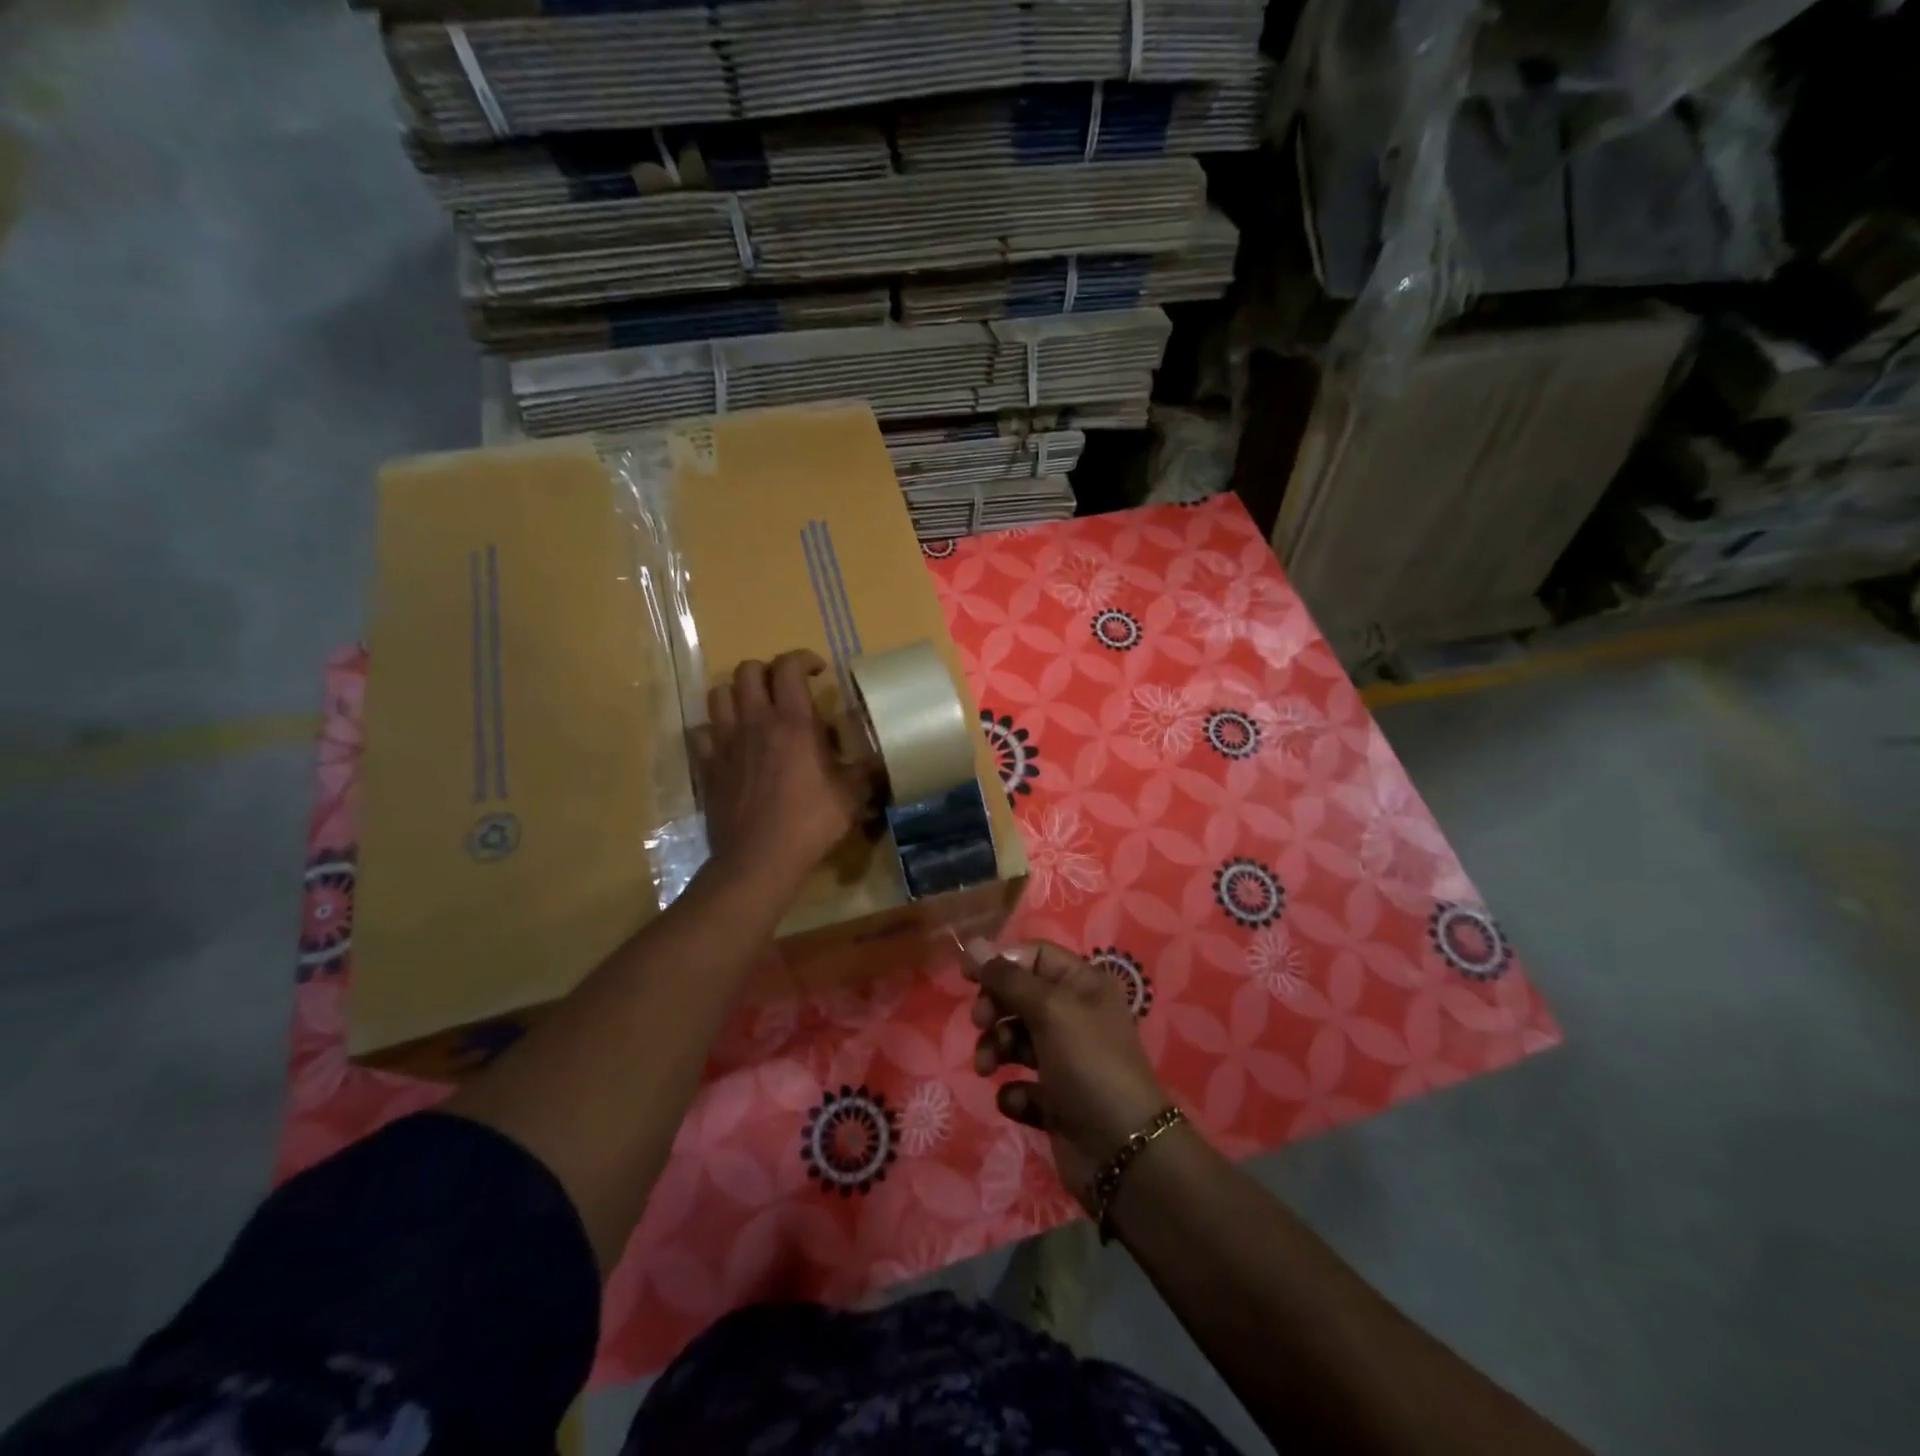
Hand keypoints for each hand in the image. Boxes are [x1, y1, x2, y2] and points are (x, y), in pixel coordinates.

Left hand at [697, 651, 869, 890]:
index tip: (818, 672)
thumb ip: (866, 770)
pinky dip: (714, 729)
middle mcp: (755, 722)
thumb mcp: (852, 795)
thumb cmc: (810, 822)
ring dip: (737, 693)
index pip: (789, 666)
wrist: (759, 858)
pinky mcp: (707, 766)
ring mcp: (725, 742)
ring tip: (754, 709)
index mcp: (793, 722)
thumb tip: (881, 759)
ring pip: (719, 694)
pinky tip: (729, 743)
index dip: (803, 659)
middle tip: (785, 690)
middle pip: (748, 670)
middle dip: (768, 671)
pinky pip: (702, 732)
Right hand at [965, 940, 1170, 1208]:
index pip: (1035, 956)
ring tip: (989, 1068)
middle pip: (1020, 996)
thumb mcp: (1050, 1010)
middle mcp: (1076, 1016)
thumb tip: (972, 945)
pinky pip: (1022, 1085)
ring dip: (996, 1049)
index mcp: (1084, 985)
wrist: (1123, 1152)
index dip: (1001, 962)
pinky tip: (1019, 1101)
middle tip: (981, 1024)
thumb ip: (1008, 978)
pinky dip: (1015, 1091)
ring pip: (1015, 1040)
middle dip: (995, 1008)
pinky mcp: (1056, 1101)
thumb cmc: (1089, 1064)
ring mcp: (1066, 1060)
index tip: (968, 978)